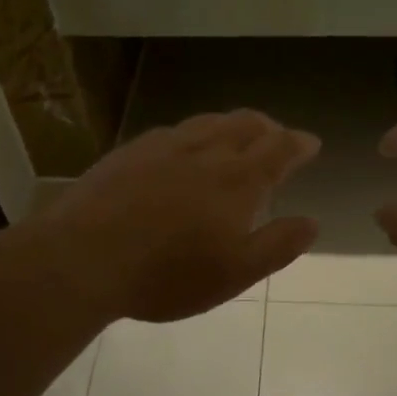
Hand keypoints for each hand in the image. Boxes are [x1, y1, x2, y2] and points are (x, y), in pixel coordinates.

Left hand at [44, 111, 320, 322]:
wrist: (84, 257)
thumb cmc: (167, 273)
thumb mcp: (234, 273)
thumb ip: (277, 245)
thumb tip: (312, 222)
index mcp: (238, 179)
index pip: (279, 148)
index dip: (299, 144)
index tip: (310, 143)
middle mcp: (206, 151)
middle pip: (246, 124)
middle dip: (268, 128)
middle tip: (276, 137)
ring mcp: (165, 146)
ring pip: (210, 122)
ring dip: (233, 125)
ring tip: (237, 135)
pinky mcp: (131, 151)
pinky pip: (174, 131)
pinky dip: (195, 133)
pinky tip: (184, 147)